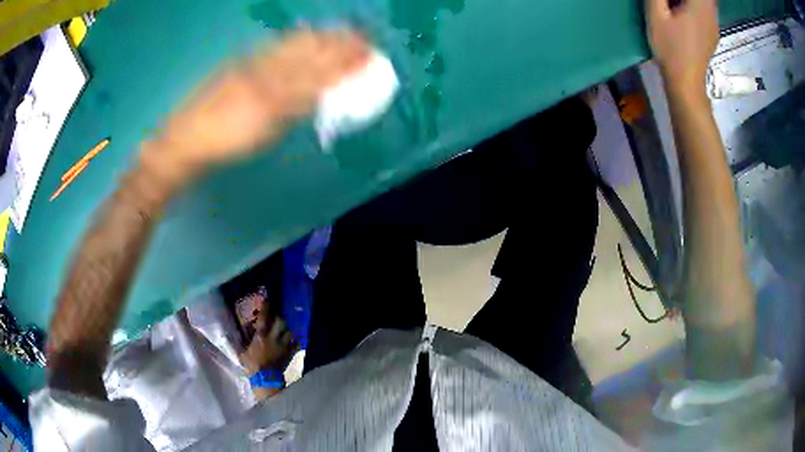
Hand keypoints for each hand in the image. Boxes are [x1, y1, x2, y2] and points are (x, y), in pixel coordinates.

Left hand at [142, 29, 369, 184]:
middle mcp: (266, 66)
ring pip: (292, 45)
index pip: (318, 65)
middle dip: (336, 42)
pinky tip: (300, 36)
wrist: (186, 140)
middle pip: (308, 49)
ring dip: (319, 37)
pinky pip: (274, 47)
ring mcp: (252, 64)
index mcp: (275, 84)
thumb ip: (295, 106)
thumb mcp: (265, 129)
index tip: (368, 51)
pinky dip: (294, 40)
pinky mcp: (240, 67)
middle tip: (361, 38)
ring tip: (338, 32)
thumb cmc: (225, 141)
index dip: (344, 57)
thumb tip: (323, 89)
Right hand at [239, 294, 296, 374]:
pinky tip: (293, 343)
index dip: (266, 308)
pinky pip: (296, 345)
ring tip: (284, 331)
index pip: (263, 318)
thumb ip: (242, 343)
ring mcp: (283, 345)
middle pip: (280, 322)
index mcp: (261, 336)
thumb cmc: (252, 365)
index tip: (267, 301)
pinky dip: (295, 343)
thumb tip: (235, 336)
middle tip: (277, 319)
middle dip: (279, 318)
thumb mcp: (243, 352)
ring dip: (287, 330)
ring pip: (289, 332)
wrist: (266, 378)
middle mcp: (273, 337)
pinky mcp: (289, 354)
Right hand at [646, 0, 718, 95]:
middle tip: (674, 1)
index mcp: (699, 7)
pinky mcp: (712, 34)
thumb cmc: (671, 49)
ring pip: (709, 3)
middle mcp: (711, 15)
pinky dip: (699, 5)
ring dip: (697, 1)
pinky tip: (685, 9)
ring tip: (677, 4)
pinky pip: (709, 11)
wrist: (687, 84)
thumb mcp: (656, 16)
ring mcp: (713, 26)